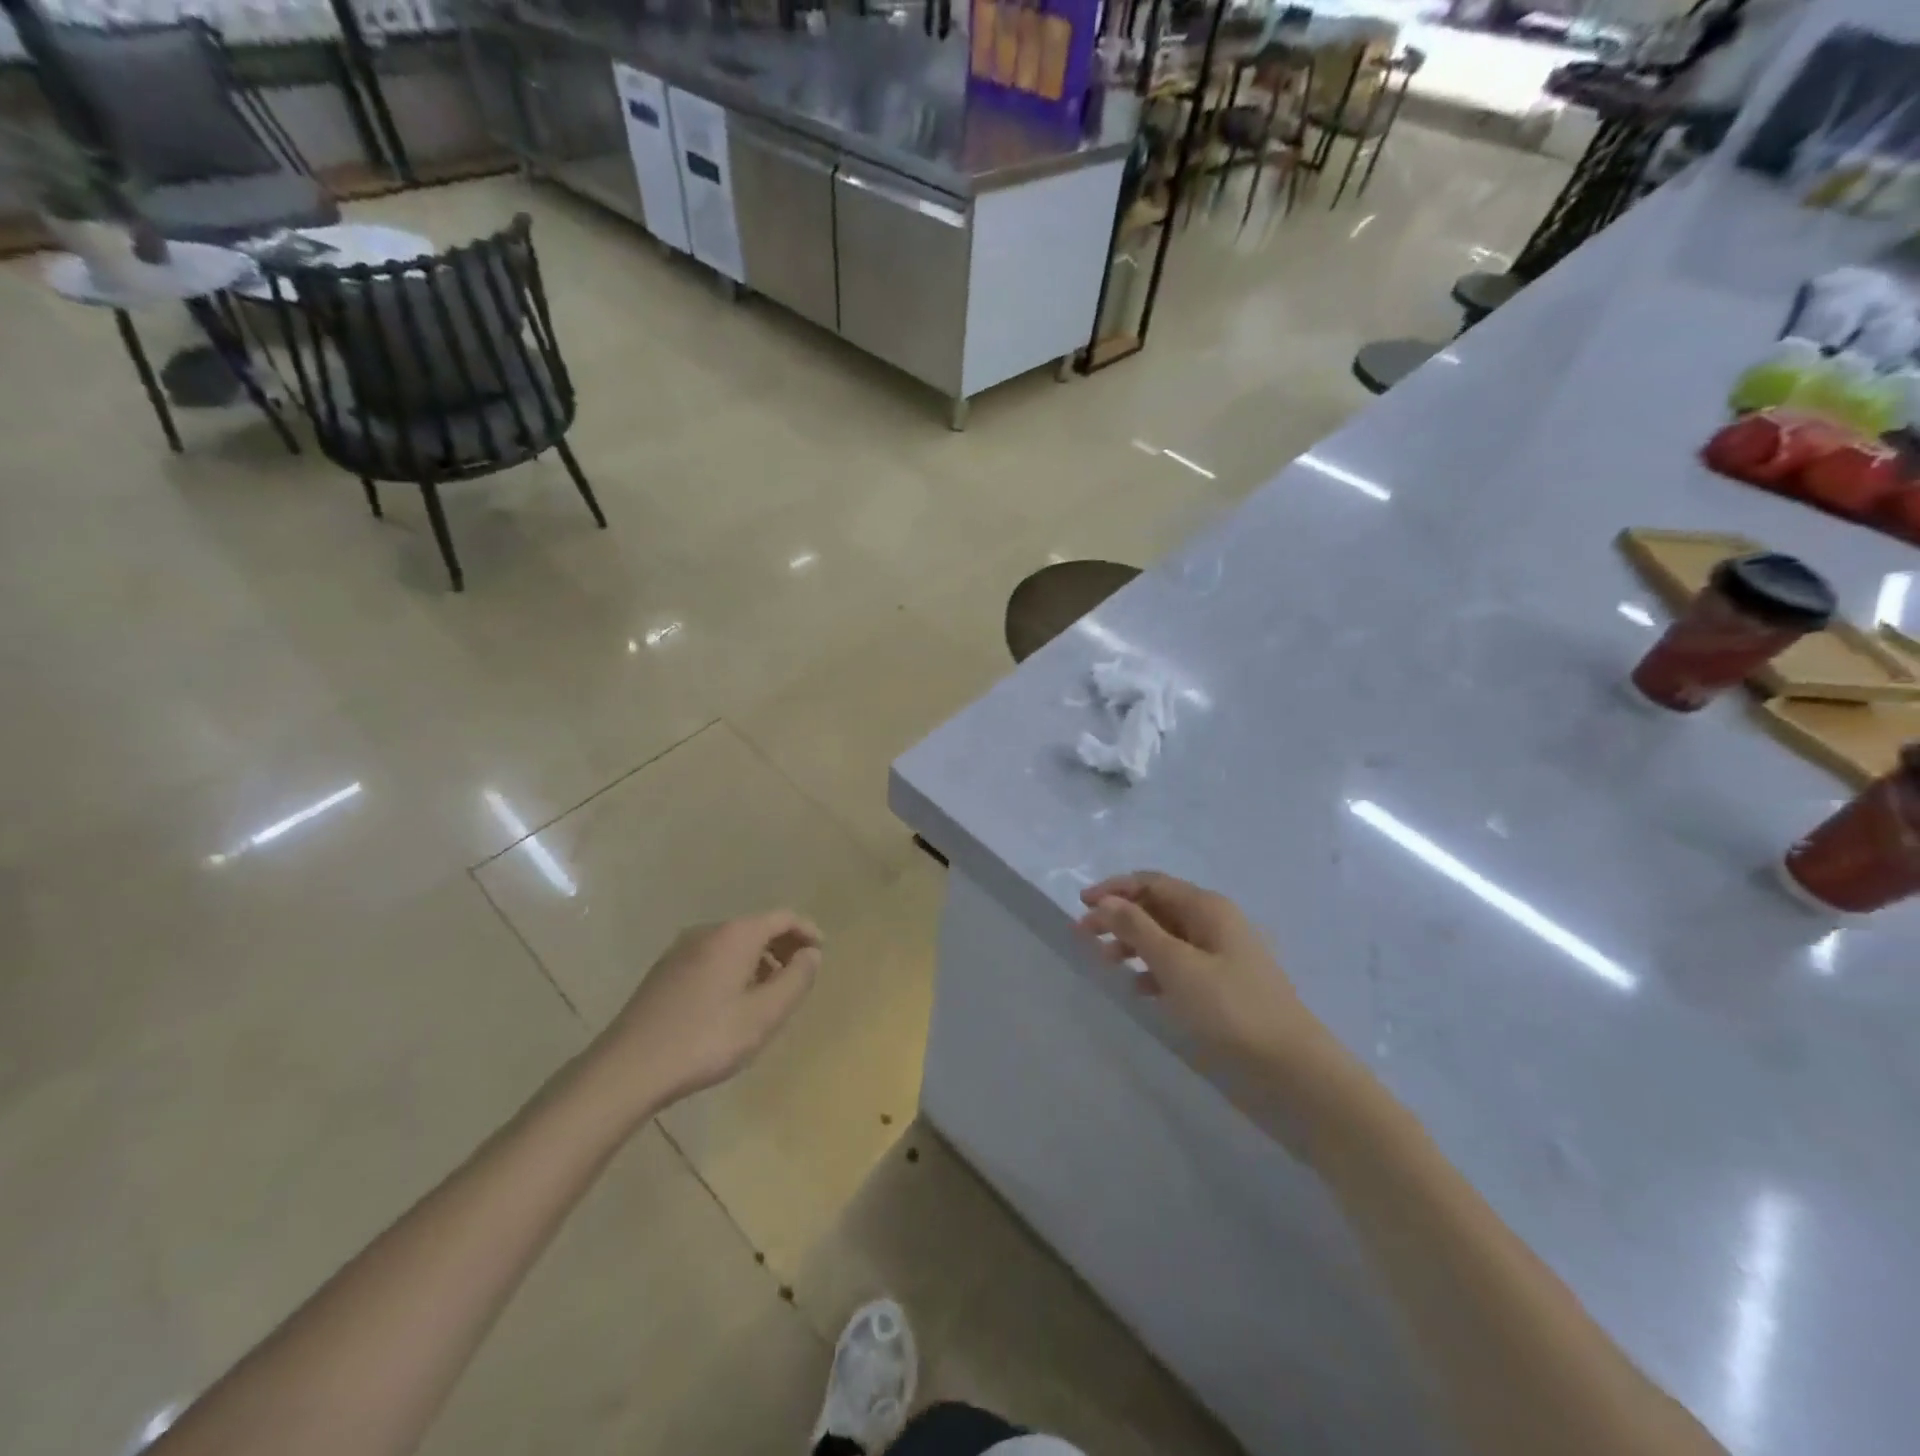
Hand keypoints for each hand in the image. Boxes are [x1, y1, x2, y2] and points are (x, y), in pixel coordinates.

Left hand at [586, 911, 822, 1112]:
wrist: (628, 1068)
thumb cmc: (706, 1038)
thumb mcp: (764, 1015)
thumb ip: (796, 980)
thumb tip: (811, 954)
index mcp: (735, 935)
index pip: (782, 917)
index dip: (807, 931)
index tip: (821, 954)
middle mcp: (708, 931)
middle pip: (757, 927)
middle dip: (783, 947)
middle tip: (798, 977)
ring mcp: (681, 949)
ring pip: (733, 944)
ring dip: (758, 960)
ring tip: (769, 995)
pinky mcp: (664, 971)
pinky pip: (712, 957)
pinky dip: (734, 969)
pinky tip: (732, 1004)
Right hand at [1077, 873, 1332, 1080]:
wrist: (1291, 1067)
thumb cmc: (1230, 1008)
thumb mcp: (1176, 965)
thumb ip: (1137, 929)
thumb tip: (1106, 901)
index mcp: (1207, 907)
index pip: (1152, 883)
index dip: (1114, 889)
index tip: (1081, 905)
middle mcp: (1214, 922)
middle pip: (1157, 907)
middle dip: (1119, 917)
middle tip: (1084, 936)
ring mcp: (1221, 954)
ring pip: (1166, 936)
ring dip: (1133, 943)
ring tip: (1105, 963)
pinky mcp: (1223, 985)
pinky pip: (1179, 964)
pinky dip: (1154, 970)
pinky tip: (1138, 989)